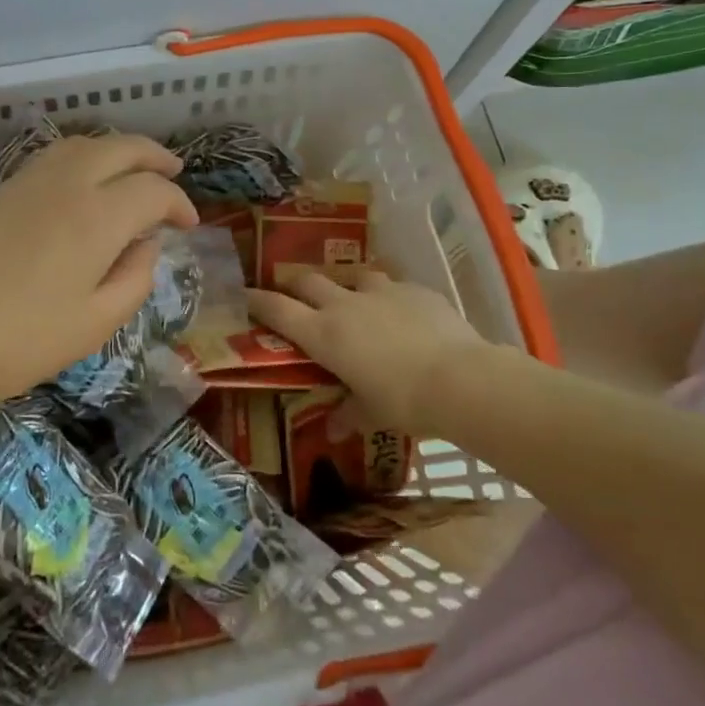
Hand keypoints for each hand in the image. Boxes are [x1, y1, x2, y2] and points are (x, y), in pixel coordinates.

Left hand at [0, 135, 197, 405]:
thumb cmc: (25, 339)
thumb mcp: (97, 322)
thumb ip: (136, 277)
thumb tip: (147, 243)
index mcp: (98, 217)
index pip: (153, 190)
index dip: (179, 203)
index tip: (188, 225)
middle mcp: (69, 184)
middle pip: (122, 148)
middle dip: (155, 157)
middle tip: (175, 171)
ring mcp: (31, 180)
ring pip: (86, 144)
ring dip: (119, 149)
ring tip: (134, 169)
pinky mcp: (3, 188)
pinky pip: (55, 155)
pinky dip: (84, 155)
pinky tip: (87, 178)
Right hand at [247, 271, 487, 436]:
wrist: (460, 379)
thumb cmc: (404, 401)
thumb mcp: (372, 413)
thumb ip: (349, 414)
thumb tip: (334, 429)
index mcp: (324, 334)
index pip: (278, 310)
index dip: (257, 301)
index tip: (244, 295)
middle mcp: (345, 305)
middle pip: (308, 282)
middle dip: (297, 286)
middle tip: (295, 295)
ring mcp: (382, 292)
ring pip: (353, 276)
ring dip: (347, 286)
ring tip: (354, 300)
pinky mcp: (415, 289)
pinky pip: (394, 286)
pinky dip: (389, 297)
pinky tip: (402, 312)